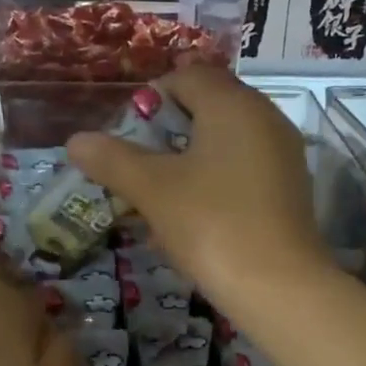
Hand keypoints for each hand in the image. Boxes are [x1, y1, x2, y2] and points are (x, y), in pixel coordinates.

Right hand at [67, 65, 331, 311]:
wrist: (280, 289)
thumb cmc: (212, 225)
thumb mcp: (153, 190)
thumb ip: (113, 160)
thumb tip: (76, 141)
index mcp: (233, 104)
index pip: (187, 76)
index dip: (150, 99)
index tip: (127, 137)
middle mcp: (265, 119)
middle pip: (207, 109)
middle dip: (166, 136)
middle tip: (138, 169)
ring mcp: (282, 157)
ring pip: (224, 145)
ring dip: (187, 165)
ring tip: (158, 201)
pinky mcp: (289, 192)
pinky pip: (242, 173)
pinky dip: (214, 186)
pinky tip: (193, 222)